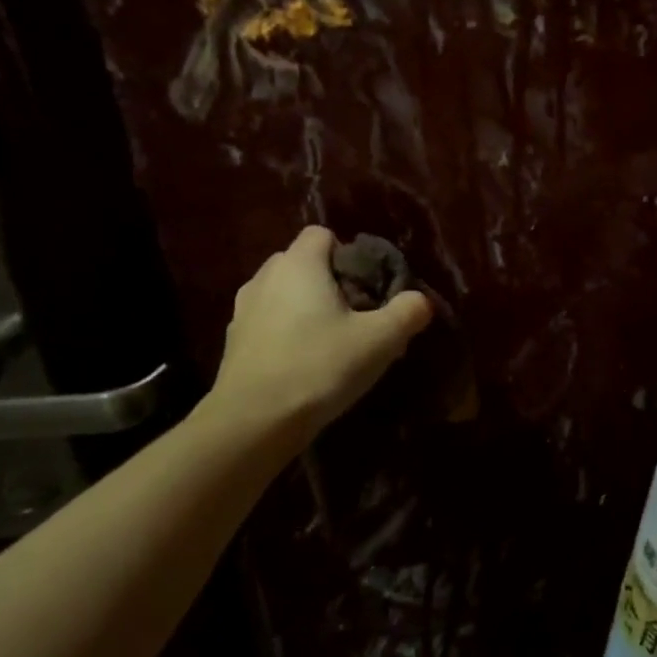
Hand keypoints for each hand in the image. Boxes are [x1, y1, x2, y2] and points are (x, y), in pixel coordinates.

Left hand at [205, 226, 431, 441]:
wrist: (253, 422)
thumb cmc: (319, 367)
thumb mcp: (380, 340)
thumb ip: (407, 312)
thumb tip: (420, 300)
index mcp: (299, 264)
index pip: (323, 234)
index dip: (350, 254)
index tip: (369, 288)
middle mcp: (265, 277)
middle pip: (304, 263)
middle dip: (331, 282)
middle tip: (359, 317)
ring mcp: (243, 310)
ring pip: (285, 294)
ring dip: (308, 309)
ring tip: (334, 343)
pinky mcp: (235, 342)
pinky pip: (270, 323)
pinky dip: (288, 333)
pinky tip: (307, 364)